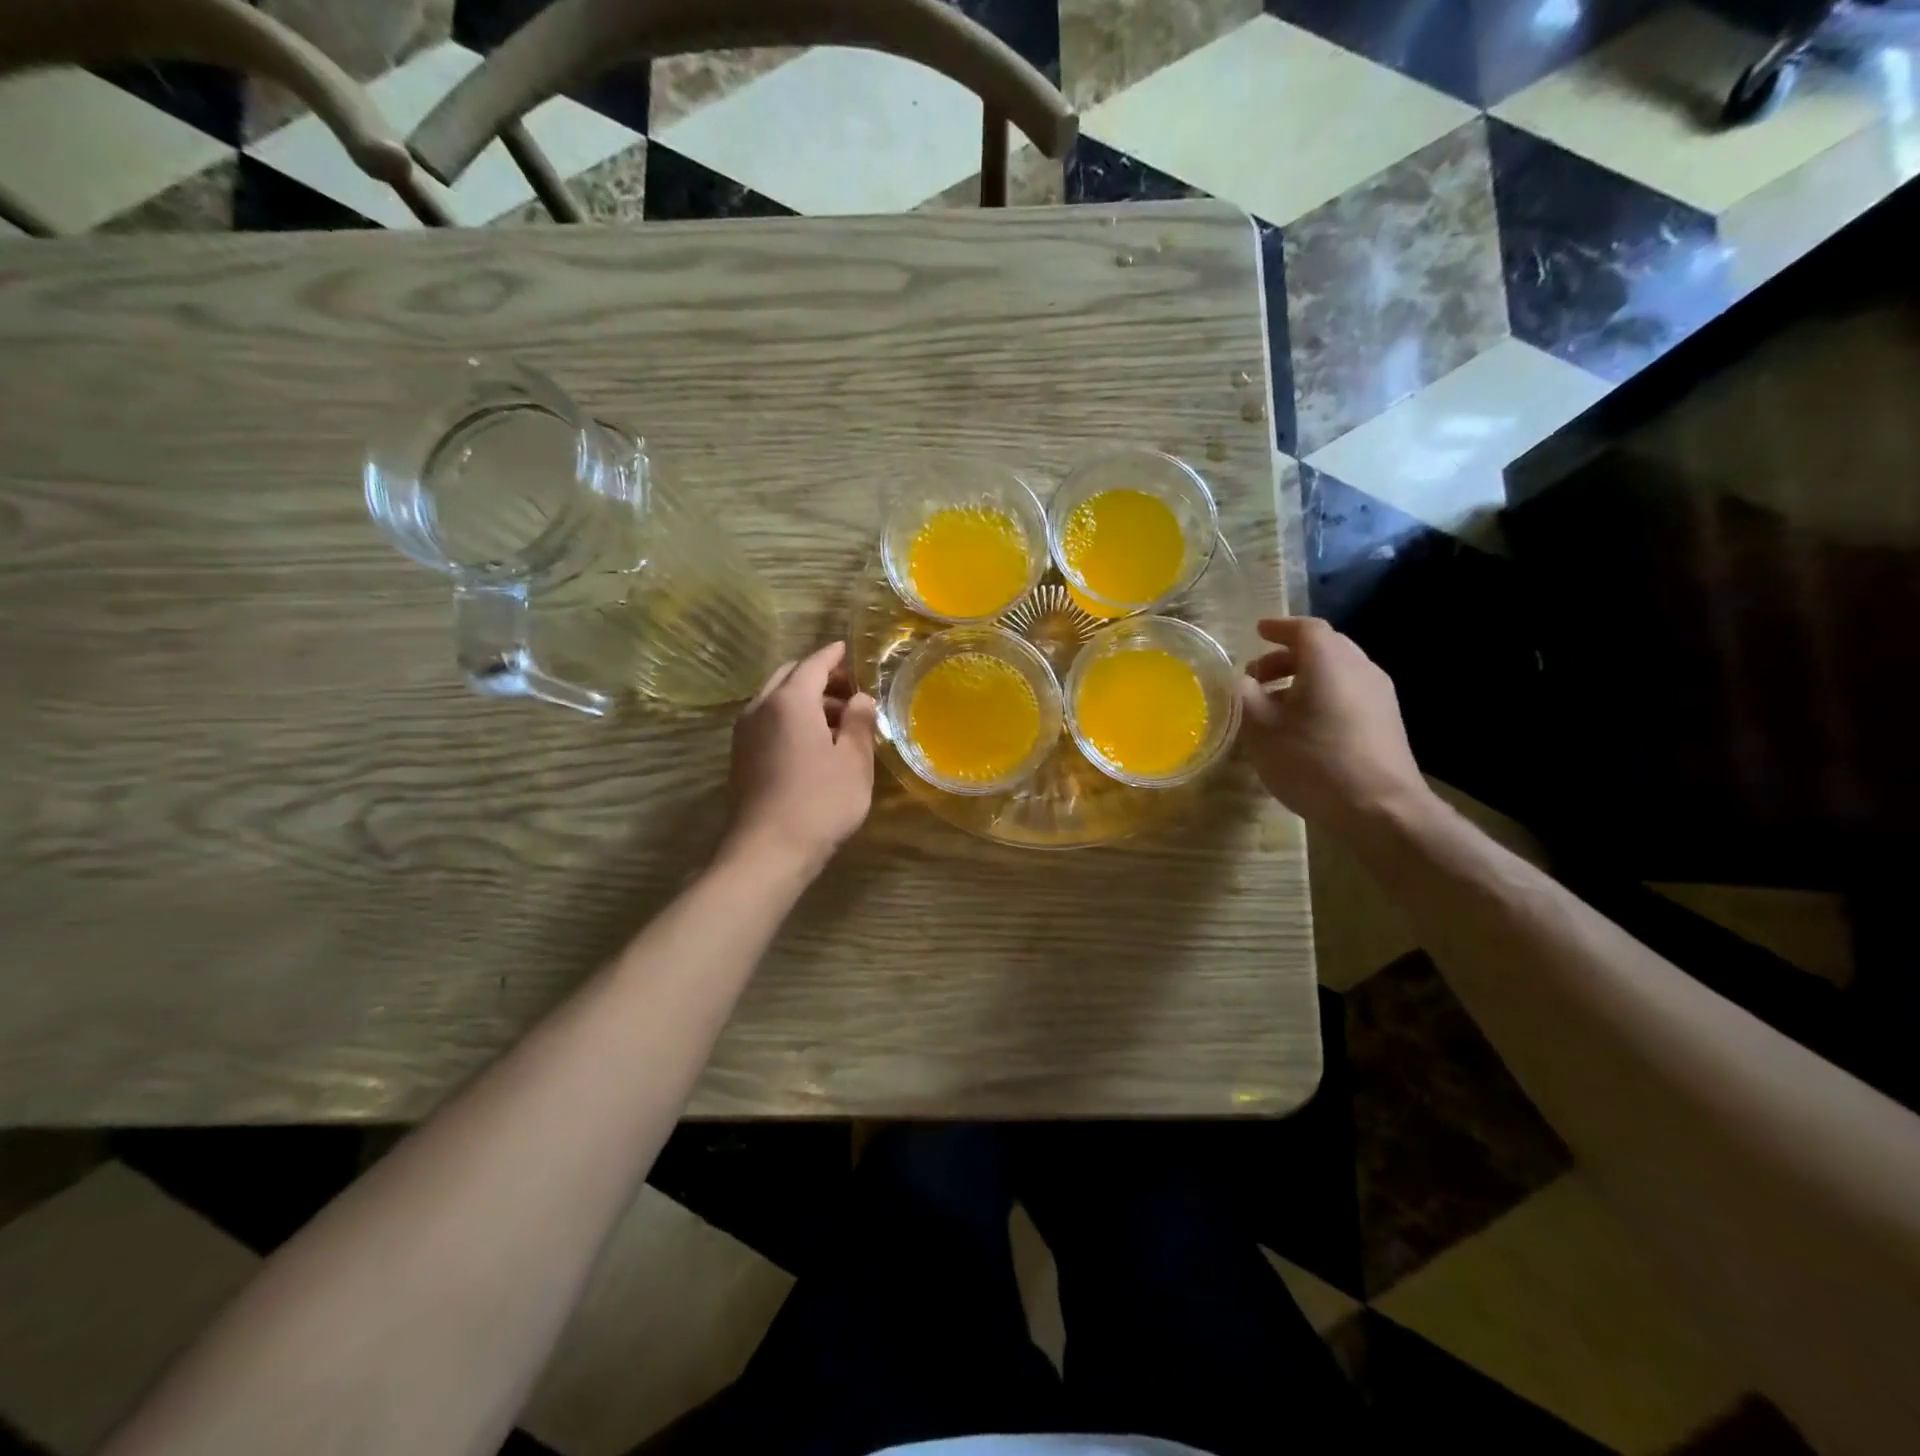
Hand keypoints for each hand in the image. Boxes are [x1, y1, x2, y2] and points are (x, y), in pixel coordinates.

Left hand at [723, 641, 876, 875]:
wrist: (768, 851)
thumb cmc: (820, 802)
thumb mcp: (854, 761)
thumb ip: (860, 722)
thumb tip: (861, 699)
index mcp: (790, 700)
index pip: (814, 663)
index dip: (834, 656)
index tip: (850, 650)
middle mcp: (760, 707)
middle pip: (790, 677)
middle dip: (819, 677)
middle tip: (850, 690)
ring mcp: (744, 733)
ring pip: (776, 700)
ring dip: (805, 700)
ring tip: (839, 721)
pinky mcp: (740, 756)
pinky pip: (767, 722)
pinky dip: (790, 719)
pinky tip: (813, 743)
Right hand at [1236, 617, 1431, 836]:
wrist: (1381, 809)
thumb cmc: (1314, 762)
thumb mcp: (1261, 730)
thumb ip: (1245, 697)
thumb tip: (1240, 681)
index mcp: (1329, 661)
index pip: (1304, 628)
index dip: (1278, 628)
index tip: (1257, 632)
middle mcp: (1360, 668)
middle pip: (1323, 647)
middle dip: (1287, 656)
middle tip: (1257, 675)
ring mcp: (1379, 694)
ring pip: (1337, 671)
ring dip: (1304, 678)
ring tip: (1275, 704)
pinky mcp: (1387, 721)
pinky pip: (1348, 692)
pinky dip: (1322, 695)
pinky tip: (1303, 726)